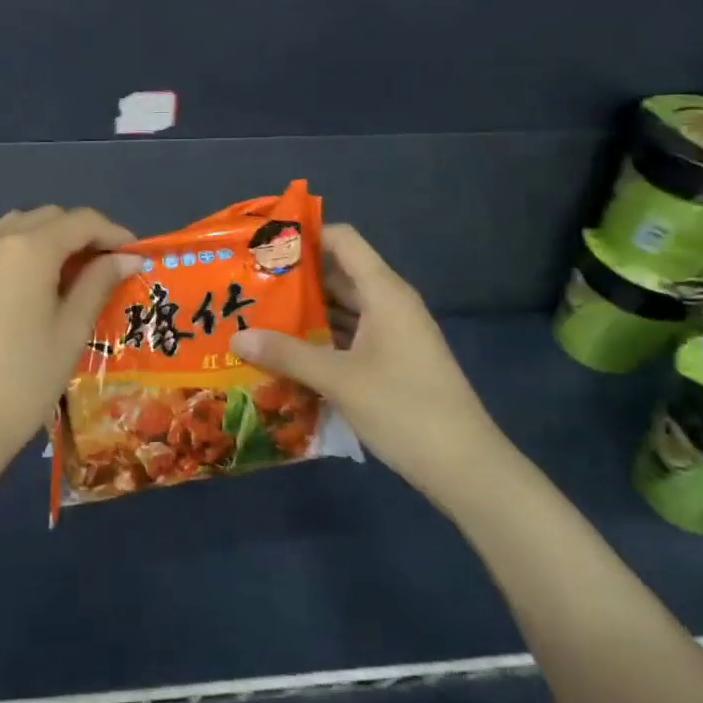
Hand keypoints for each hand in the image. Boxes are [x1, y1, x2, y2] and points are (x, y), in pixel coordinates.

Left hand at [0, 206, 141, 496]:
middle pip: (45, 218)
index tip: (132, 254)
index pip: (80, 221)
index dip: (112, 233)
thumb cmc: (23, 383)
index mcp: (26, 249)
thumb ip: (98, 284)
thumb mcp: (70, 332)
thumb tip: (126, 259)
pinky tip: (20, 292)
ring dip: (42, 241)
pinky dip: (10, 257)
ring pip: (11, 229)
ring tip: (62, 277)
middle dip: (78, 235)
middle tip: (101, 268)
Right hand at [228, 224, 516, 509]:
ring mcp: (392, 335)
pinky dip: (320, 339)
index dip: (305, 235)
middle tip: (248, 284)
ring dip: (304, 312)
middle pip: (337, 274)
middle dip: (294, 278)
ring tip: (257, 316)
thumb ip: (287, 354)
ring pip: (341, 309)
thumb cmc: (404, 408)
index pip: (342, 240)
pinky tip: (286, 353)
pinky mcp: (391, 362)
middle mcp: (388, 305)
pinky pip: (348, 337)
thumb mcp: (339, 379)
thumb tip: (236, 337)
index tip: (263, 244)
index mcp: (384, 293)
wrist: (465, 467)